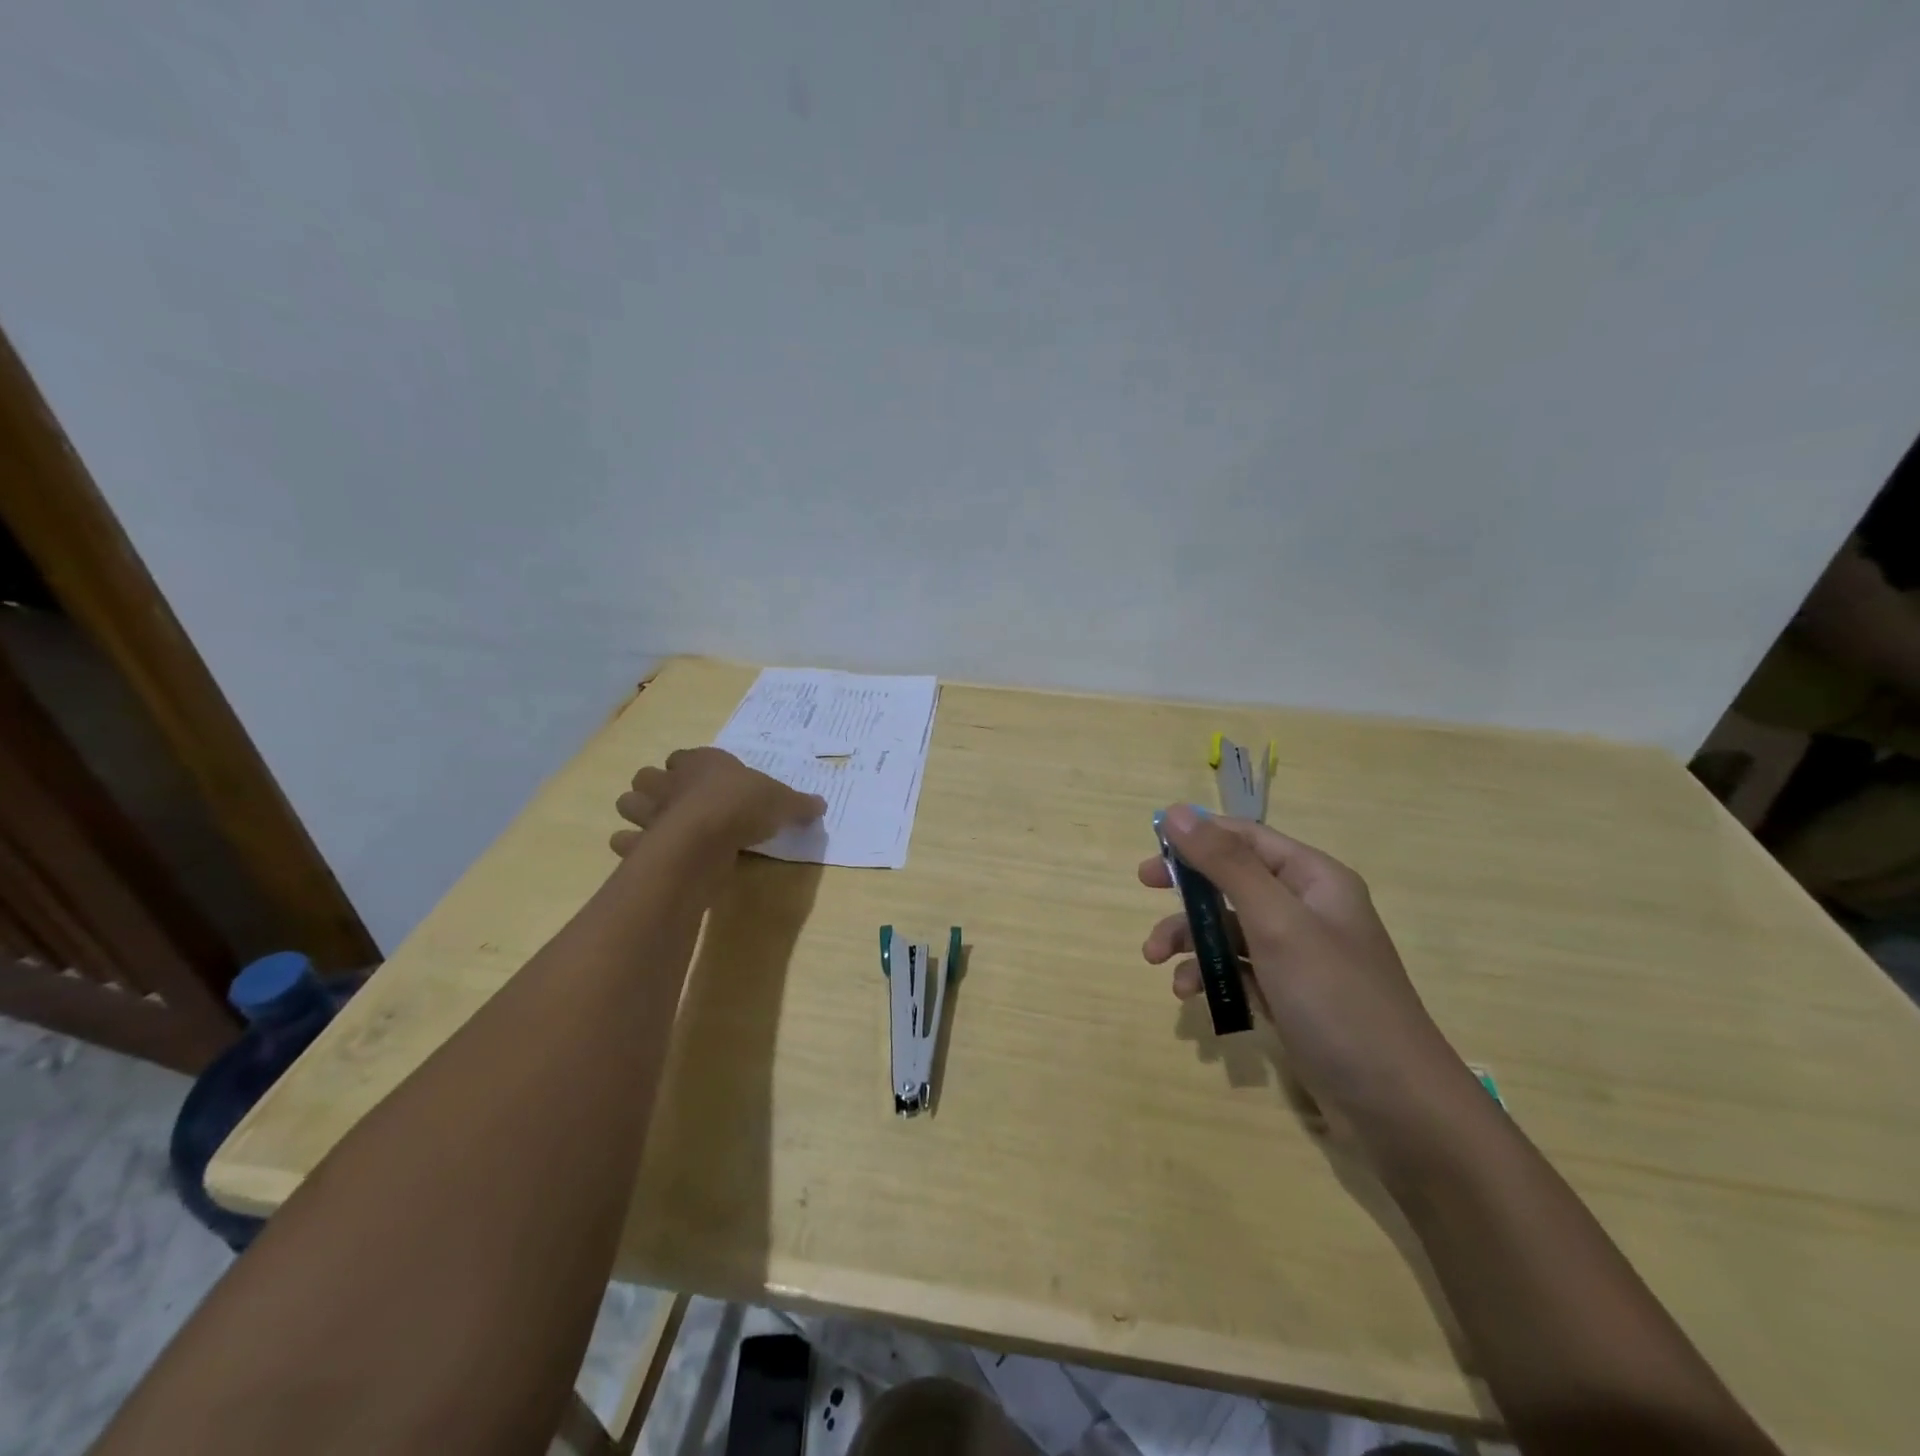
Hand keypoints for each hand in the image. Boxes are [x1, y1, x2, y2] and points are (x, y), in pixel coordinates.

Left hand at [610, 748, 826, 855]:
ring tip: (658, 827)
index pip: (685, 757)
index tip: (704, 781)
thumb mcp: (783, 802)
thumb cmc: (745, 805)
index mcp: (702, 763)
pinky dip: (630, 847)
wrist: (707, 835)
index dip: (691, 767)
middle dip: (656, 787)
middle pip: (648, 777)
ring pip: (629, 804)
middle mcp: (671, 782)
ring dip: (639, 813)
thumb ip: (799, 804)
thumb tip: (821, 805)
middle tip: (676, 803)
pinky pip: (624, 842)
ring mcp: (651, 812)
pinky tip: (646, 854)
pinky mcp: (640, 844)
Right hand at [1141, 805, 1481, 1145]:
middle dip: (1187, 887)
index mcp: (1313, 879)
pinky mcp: (1290, 995)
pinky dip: (1211, 975)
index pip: (1246, 837)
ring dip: (1191, 938)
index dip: (1198, 835)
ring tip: (1156, 961)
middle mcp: (1307, 908)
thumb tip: (1177, 812)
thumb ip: (1225, 865)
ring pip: (1229, 927)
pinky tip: (1191, 996)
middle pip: (1233, 880)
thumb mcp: (1277, 923)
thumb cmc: (1336, 1001)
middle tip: (1145, 887)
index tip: (1153, 846)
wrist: (1398, 1108)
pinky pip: (1239, 969)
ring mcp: (1299, 955)